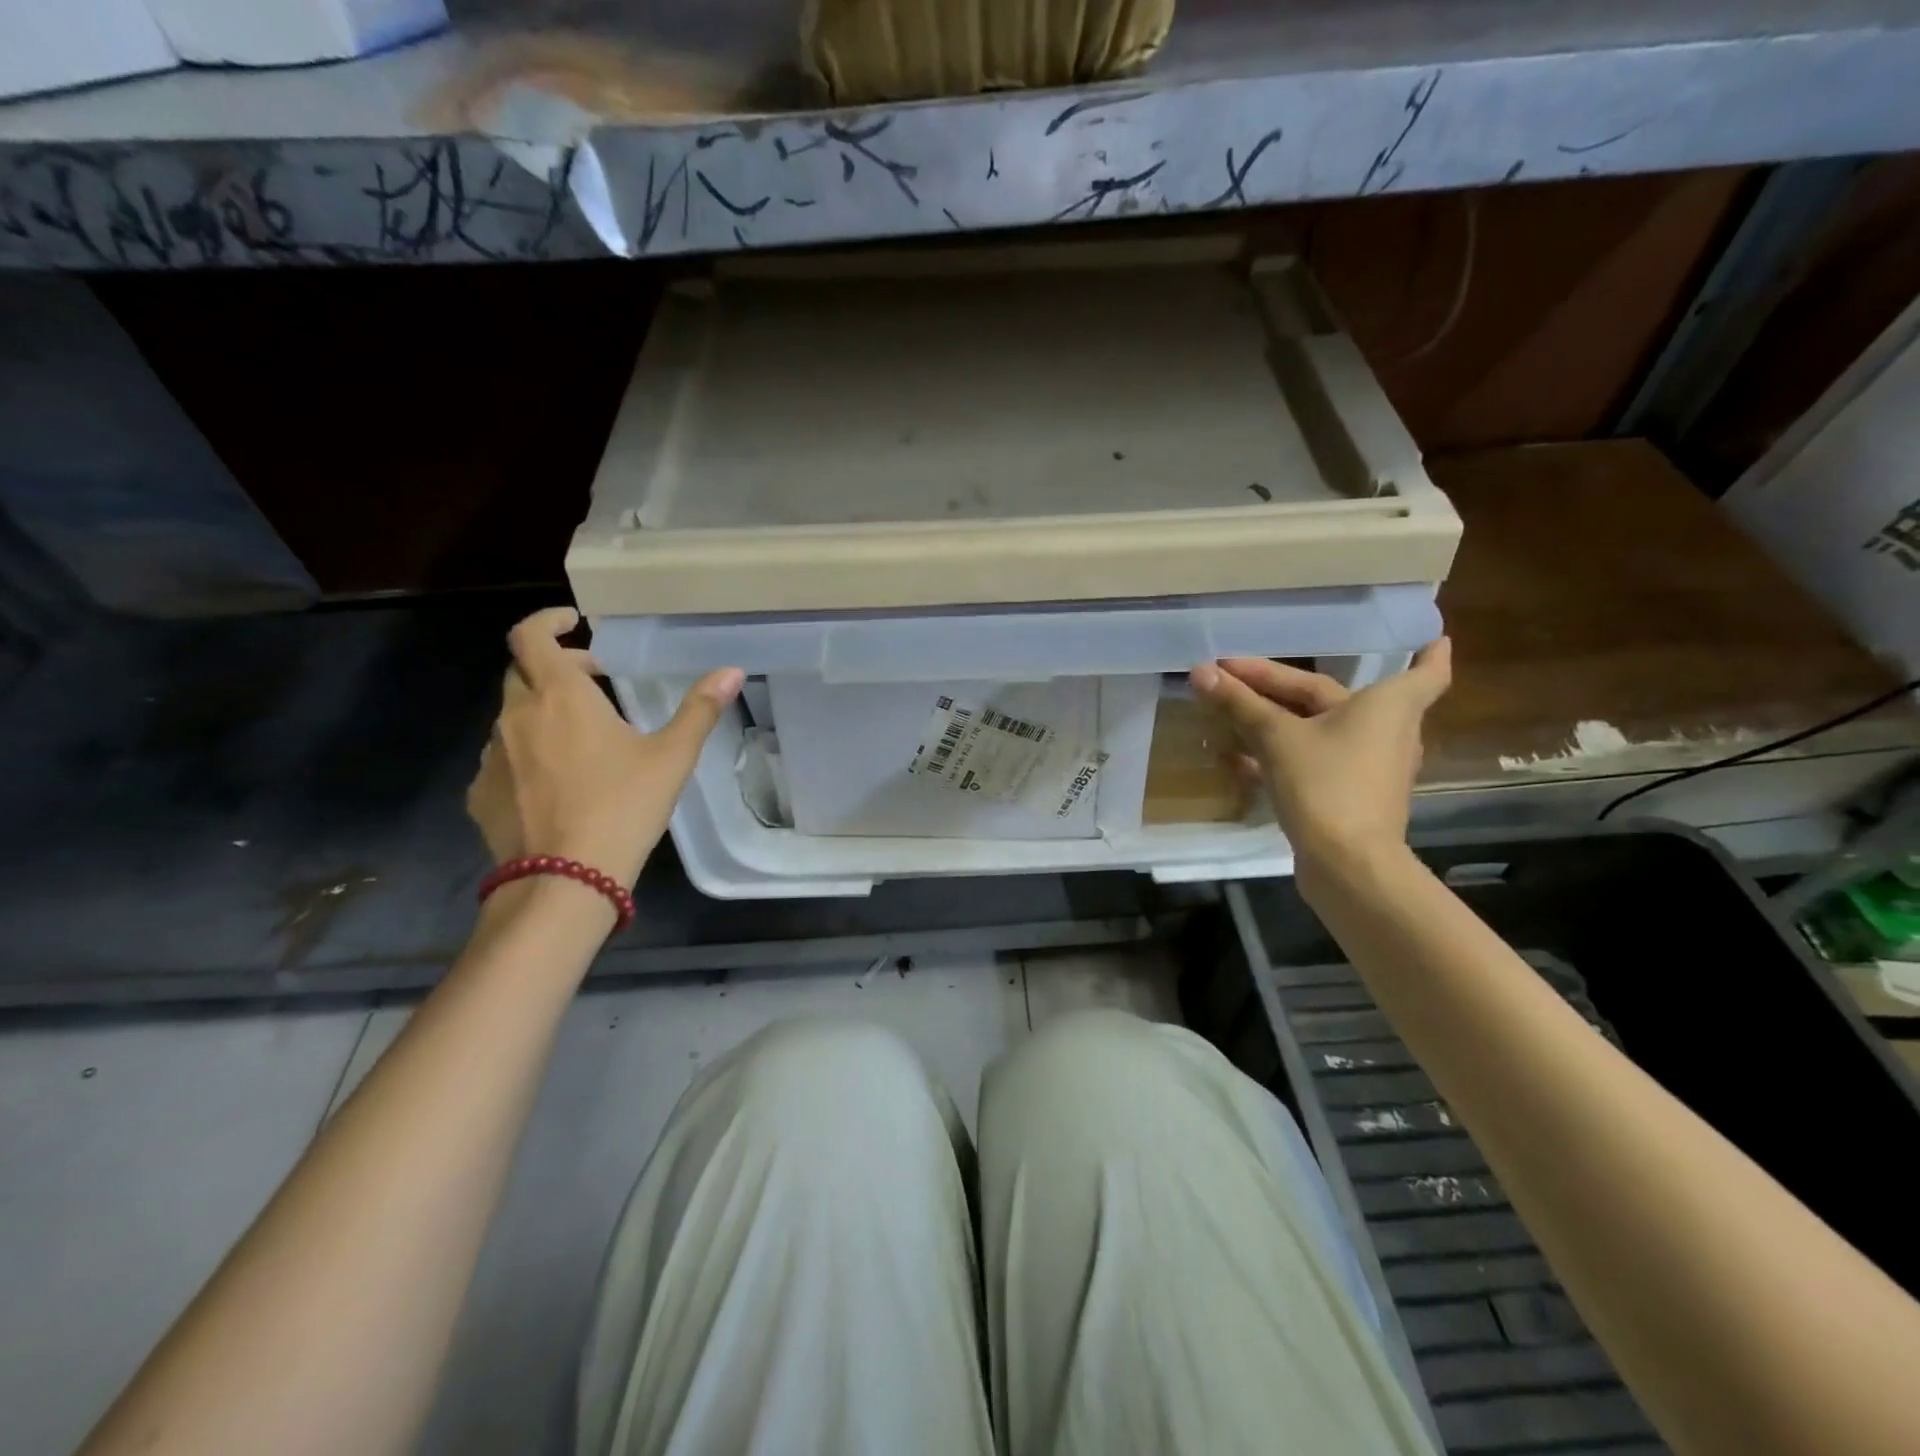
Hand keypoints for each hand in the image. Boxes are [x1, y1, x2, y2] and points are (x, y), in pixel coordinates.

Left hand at [466, 607, 742, 889]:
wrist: (564, 880)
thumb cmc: (624, 806)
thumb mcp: (672, 757)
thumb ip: (699, 709)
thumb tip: (732, 670)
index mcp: (559, 696)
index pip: (531, 636)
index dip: (547, 621)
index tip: (573, 623)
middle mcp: (516, 716)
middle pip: (524, 673)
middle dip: (557, 668)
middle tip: (594, 681)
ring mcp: (492, 756)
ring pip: (512, 717)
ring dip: (541, 713)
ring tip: (579, 739)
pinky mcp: (480, 794)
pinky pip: (502, 759)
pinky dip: (526, 754)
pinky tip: (554, 783)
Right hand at [1188, 641, 1450, 863]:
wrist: (1347, 865)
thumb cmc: (1326, 784)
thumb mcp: (1277, 737)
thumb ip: (1239, 704)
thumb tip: (1200, 672)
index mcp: (1386, 706)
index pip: (1426, 673)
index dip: (1430, 654)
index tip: (1439, 636)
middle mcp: (1386, 733)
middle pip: (1331, 697)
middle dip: (1279, 685)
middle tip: (1232, 672)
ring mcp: (1367, 769)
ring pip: (1318, 731)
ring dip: (1276, 720)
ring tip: (1231, 710)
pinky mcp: (1347, 798)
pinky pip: (1311, 762)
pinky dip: (1279, 755)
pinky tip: (1237, 758)